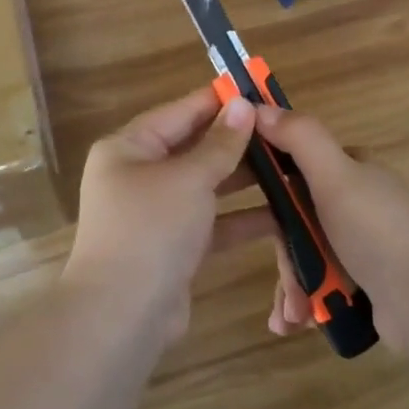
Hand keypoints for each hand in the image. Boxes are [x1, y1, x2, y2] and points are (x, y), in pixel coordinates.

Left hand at [61, 87, 269, 346]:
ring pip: (206, 185)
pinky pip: (211, 221)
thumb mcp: (189, 179)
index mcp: (128, 148)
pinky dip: (240, 218)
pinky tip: (280, 214)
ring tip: (287, 165)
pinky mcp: (174, 247)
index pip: (179, 112)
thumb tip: (242, 104)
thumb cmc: (150, 230)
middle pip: (193, 148)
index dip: (217, 101)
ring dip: (243, 178)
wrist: (121, 318)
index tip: (256, 89)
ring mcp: (156, 213)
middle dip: (235, 141)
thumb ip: (219, 144)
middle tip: (280, 129)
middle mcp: (138, 174)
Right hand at [254, 103, 408, 349]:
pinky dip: (307, 303)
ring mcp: (362, 244)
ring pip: (307, 254)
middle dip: (283, 252)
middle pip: (297, 217)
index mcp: (351, 170)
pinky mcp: (366, 282)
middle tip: (284, 280)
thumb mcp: (335, 175)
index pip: (296, 165)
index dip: (267, 182)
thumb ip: (300, 137)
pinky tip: (297, 323)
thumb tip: (260, 105)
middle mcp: (356, 202)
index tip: (241, 203)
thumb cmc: (376, 230)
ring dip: (292, 284)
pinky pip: (322, 285)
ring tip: (292, 315)